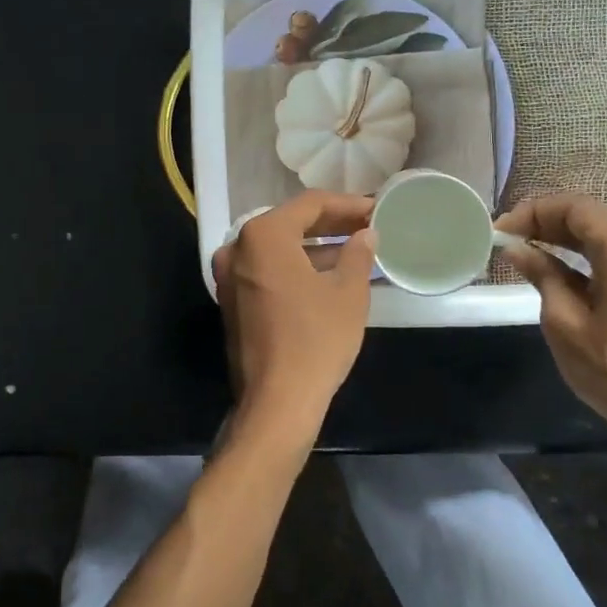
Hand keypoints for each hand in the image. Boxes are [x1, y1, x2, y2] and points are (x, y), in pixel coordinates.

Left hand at [211, 191, 376, 454]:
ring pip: (278, 248)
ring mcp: (230, 276)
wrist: (277, 402)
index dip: (347, 205)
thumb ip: (358, 254)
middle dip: (331, 223)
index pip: (310, 205)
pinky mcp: (232, 301)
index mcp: (263, 236)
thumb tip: (365, 235)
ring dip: (315, 246)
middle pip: (290, 223)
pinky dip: (296, 266)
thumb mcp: (348, 292)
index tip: (376, 209)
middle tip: (367, 225)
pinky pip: (268, 270)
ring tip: (355, 248)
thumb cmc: (316, 340)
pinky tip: (328, 273)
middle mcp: (238, 248)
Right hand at [495, 194, 606, 455]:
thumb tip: (516, 248)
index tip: (500, 231)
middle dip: (547, 222)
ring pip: (605, 233)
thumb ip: (541, 274)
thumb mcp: (563, 320)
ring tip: (527, 250)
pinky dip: (588, 254)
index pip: (575, 208)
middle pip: (592, 216)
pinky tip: (559, 267)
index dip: (533, 213)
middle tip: (509, 239)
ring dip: (566, 237)